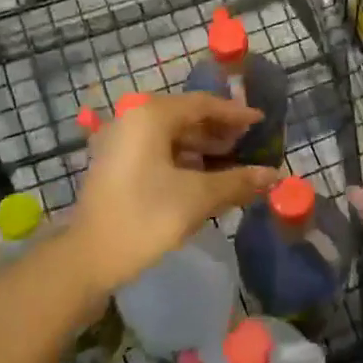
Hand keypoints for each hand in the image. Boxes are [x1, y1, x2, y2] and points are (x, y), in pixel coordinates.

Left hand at [71, 93, 278, 294]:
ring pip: (170, 134)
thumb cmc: (146, 217)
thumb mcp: (198, 197)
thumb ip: (238, 181)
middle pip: (185, 116)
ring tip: (231, 161)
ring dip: (201, 146)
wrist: (88, 258)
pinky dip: (181, 158)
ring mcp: (120, 141)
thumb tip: (274, 175)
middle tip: (248, 143)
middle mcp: (132, 119)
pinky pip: (156, 150)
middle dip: (218, 130)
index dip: (235, 113)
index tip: (261, 122)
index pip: (202, 104)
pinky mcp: (115, 164)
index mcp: (150, 116)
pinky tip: (202, 176)